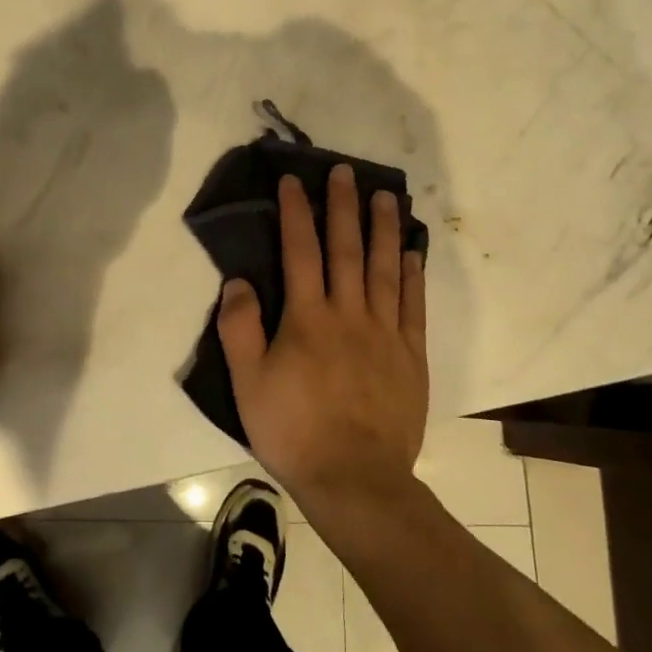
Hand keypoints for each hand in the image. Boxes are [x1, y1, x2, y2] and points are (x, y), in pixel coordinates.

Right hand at [218, 165, 428, 517]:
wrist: (355, 479)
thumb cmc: (294, 431)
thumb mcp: (247, 383)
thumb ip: (239, 328)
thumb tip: (238, 280)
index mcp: (307, 318)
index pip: (300, 251)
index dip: (295, 212)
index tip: (294, 181)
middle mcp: (349, 313)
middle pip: (346, 249)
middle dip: (343, 206)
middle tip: (346, 171)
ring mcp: (385, 332)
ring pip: (385, 268)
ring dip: (384, 229)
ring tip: (386, 196)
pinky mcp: (411, 354)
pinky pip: (413, 305)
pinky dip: (414, 274)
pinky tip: (413, 252)